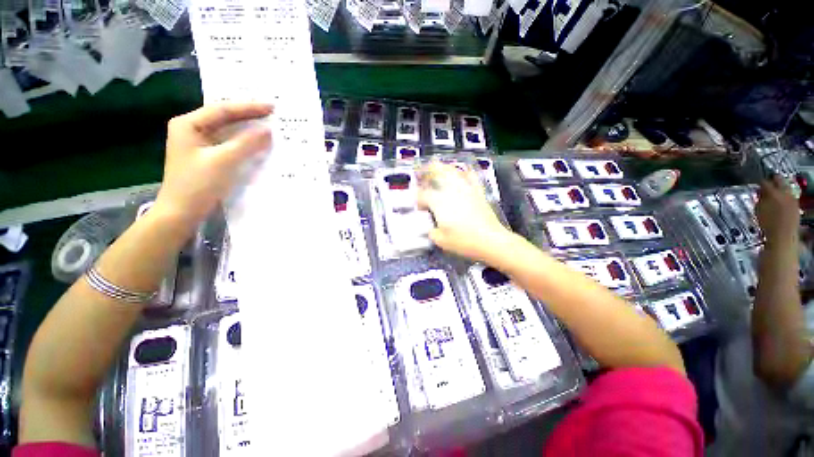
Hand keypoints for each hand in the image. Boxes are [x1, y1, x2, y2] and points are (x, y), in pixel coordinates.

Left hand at [155, 102, 272, 225]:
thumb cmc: (198, 184)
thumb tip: (268, 130)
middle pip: (223, 117)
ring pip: (227, 130)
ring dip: (247, 128)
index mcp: (189, 124)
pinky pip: (228, 143)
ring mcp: (198, 143)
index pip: (222, 109)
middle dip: (248, 115)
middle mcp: (192, 129)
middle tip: (271, 113)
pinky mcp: (206, 156)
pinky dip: (243, 142)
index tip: (271, 107)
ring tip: (267, 124)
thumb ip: (246, 143)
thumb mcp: (224, 160)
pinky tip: (256, 142)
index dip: (248, 107)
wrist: (182, 212)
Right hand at [417, 162, 511, 262]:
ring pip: (453, 171)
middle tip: (423, 172)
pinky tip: (463, 172)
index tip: (419, 207)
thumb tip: (431, 229)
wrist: (491, 240)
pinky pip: (471, 177)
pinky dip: (464, 172)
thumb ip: (432, 232)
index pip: (423, 195)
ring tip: (439, 167)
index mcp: (439, 202)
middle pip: (438, 172)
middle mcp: (451, 191)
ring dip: (444, 168)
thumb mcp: (441, 241)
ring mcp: (466, 189)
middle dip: (428, 170)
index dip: (418, 199)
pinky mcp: (478, 192)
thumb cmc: (464, 241)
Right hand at [757, 175, 799, 242]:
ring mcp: (792, 199)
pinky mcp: (796, 206)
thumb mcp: (758, 210)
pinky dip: (784, 198)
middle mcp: (785, 192)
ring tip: (773, 194)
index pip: (765, 182)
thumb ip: (760, 198)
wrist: (783, 237)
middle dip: (773, 181)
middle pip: (780, 181)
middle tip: (767, 183)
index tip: (756, 184)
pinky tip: (780, 203)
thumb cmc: (768, 224)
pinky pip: (789, 197)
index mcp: (774, 192)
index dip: (760, 182)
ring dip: (779, 190)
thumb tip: (760, 192)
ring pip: (785, 189)